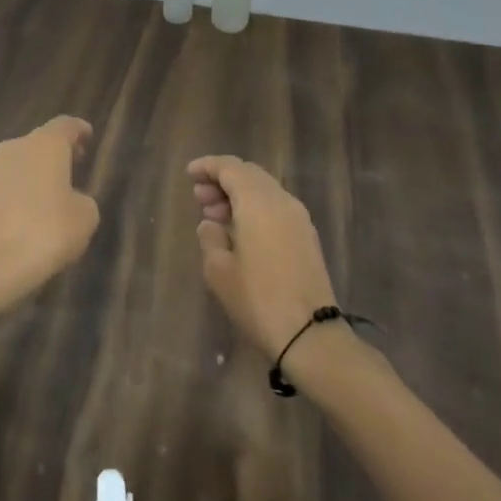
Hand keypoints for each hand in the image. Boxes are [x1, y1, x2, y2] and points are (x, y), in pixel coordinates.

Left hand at [0, 116, 99, 315]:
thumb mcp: (85, 219)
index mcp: (45, 144)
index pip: (65, 125)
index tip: (88, 136)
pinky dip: (21, 192)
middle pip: (41, 141)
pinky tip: (31, 214)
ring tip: (54, 194)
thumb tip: (70, 199)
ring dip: (37, 173)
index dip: (79, 130)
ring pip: (22, 163)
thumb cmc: (45, 234)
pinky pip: (8, 185)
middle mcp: (16, 148)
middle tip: (75, 165)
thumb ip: (83, 200)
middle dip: (58, 152)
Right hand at [190, 156, 338, 359]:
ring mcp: (299, 218)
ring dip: (239, 195)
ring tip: (215, 217)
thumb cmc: (258, 299)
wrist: (311, 334)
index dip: (208, 166)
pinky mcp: (307, 236)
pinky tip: (240, 232)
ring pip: (264, 190)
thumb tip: (211, 224)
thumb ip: (210, 238)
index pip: (230, 167)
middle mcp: (281, 200)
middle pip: (249, 174)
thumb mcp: (219, 270)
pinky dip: (255, 208)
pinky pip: (276, 207)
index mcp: (258, 201)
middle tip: (199, 198)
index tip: (189, 174)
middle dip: (222, 180)